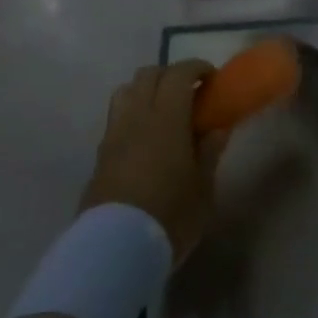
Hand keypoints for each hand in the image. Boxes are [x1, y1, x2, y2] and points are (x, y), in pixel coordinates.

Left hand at [81, 61, 227, 260]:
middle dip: (171, 75)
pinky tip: (146, 139)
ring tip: (164, 111)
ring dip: (146, 90)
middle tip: (191, 93)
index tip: (212, 78)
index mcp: (165, 119)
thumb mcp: (202, 188)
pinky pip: (116, 117)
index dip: (196, 68)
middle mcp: (136, 117)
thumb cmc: (169, 217)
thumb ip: (209, 152)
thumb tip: (218, 128)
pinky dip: (133, 114)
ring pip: (126, 91)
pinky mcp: (100, 155)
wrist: (114, 249)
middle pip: (148, 75)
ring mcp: (113, 134)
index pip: (178, 75)